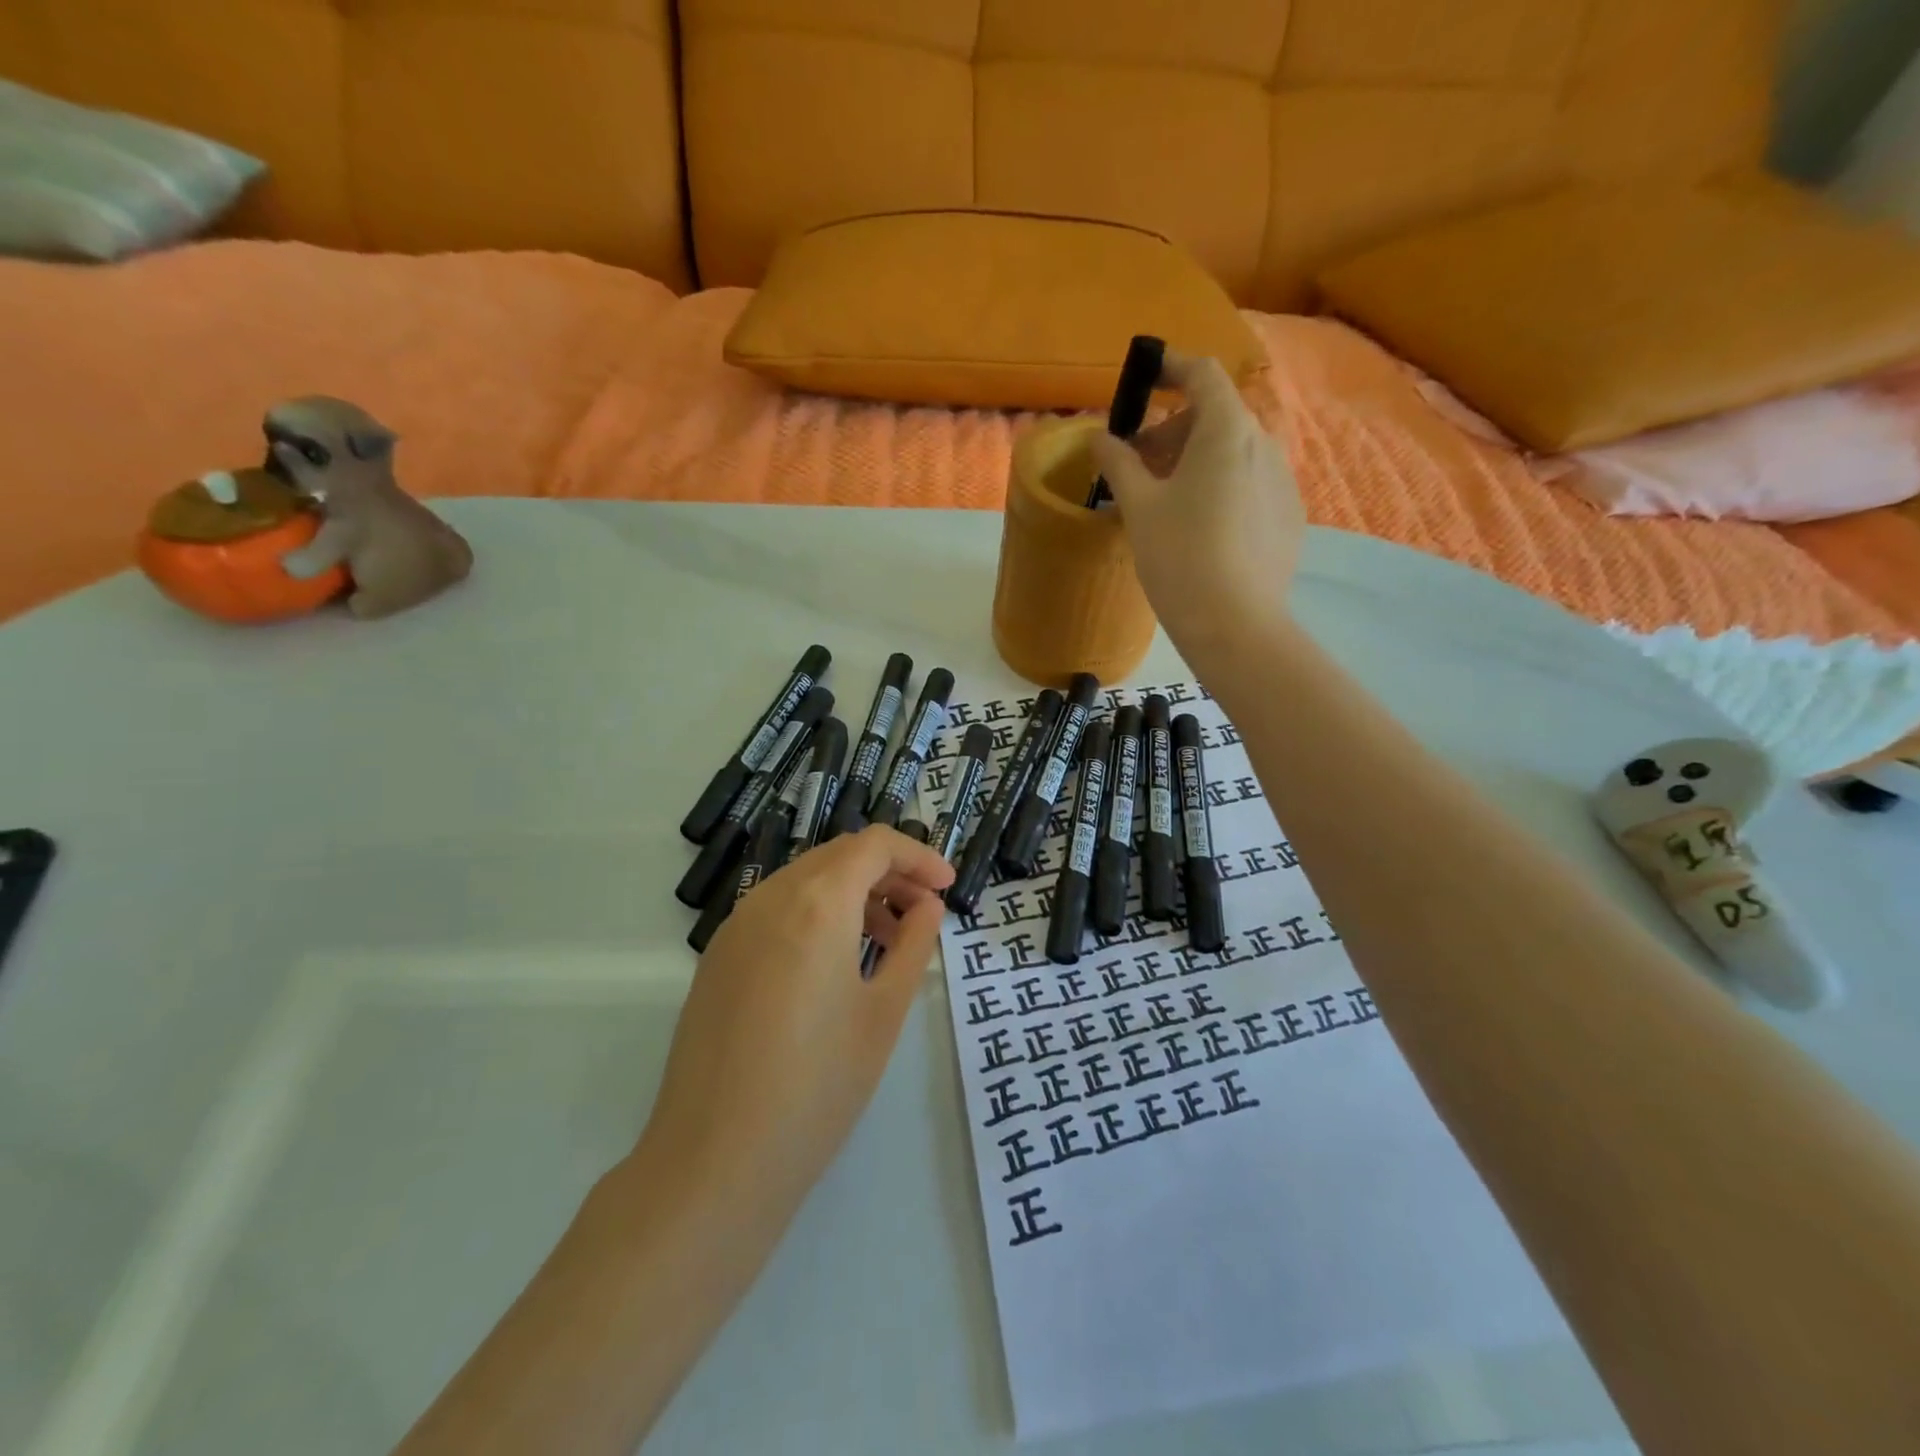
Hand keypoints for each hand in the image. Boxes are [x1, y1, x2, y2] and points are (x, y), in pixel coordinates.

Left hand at [641, 825, 955, 1220]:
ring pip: (806, 880)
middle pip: (839, 856)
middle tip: (924, 912)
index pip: (874, 845)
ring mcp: (736, 925)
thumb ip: (913, 946)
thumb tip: (928, 907)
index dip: (918, 856)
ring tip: (886, 940)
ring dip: (853, 892)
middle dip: (888, 872)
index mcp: (817, 904)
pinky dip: (817, 913)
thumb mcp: (883, 1014)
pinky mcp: (718, 956)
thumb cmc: (817, 1087)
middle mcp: (770, 897)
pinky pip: (777, 909)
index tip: (947, 887)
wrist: (714, 1161)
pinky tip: (835, 962)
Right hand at [1088, 350, 1303, 656]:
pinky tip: (1201, 529)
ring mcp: (1282, 481)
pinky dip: (1221, 487)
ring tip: (1166, 499)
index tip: (1147, 372)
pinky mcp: (1289, 516)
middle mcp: (1264, 443)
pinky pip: (1250, 485)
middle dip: (1174, 430)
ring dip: (1197, 460)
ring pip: (1235, 452)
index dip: (1173, 366)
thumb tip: (1099, 437)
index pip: (1203, 373)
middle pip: (1217, 416)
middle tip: (1138, 463)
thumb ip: (1118, 463)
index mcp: (1226, 431)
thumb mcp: (1138, 507)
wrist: (1234, 623)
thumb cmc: (1179, 556)